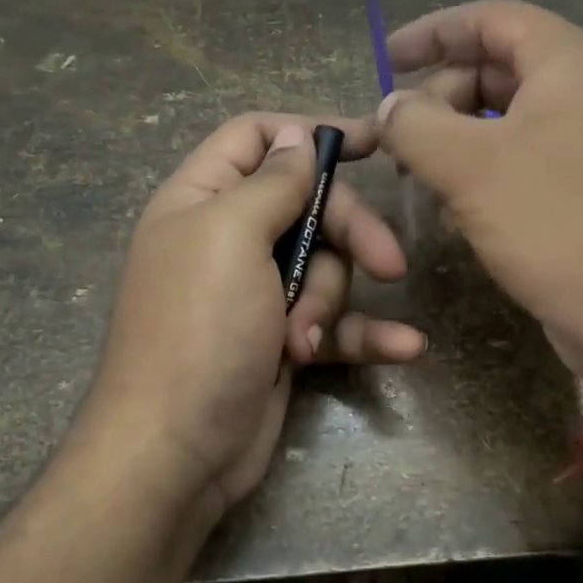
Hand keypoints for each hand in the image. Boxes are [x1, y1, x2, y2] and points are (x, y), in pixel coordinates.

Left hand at [81, 113, 425, 512]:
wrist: (175, 451)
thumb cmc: (198, 329)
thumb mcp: (230, 236)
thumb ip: (272, 182)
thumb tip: (297, 137)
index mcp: (202, 199)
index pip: (257, 138)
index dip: (310, 131)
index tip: (372, 142)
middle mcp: (228, 239)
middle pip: (310, 205)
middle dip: (349, 232)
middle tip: (389, 264)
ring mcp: (257, 293)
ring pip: (326, 267)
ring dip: (330, 302)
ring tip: (305, 341)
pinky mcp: (282, 341)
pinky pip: (336, 323)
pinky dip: (366, 334)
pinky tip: (407, 348)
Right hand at [377, 0, 582, 393]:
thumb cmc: (558, 223)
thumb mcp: (470, 167)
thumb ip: (415, 124)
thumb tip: (390, 107)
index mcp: (569, 64)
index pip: (491, 18)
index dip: (433, 31)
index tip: (385, 58)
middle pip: (496, 70)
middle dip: (439, 98)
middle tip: (398, 139)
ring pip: (504, 124)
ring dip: (455, 145)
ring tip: (419, 181)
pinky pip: (522, 166)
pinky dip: (482, 179)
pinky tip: (456, 218)